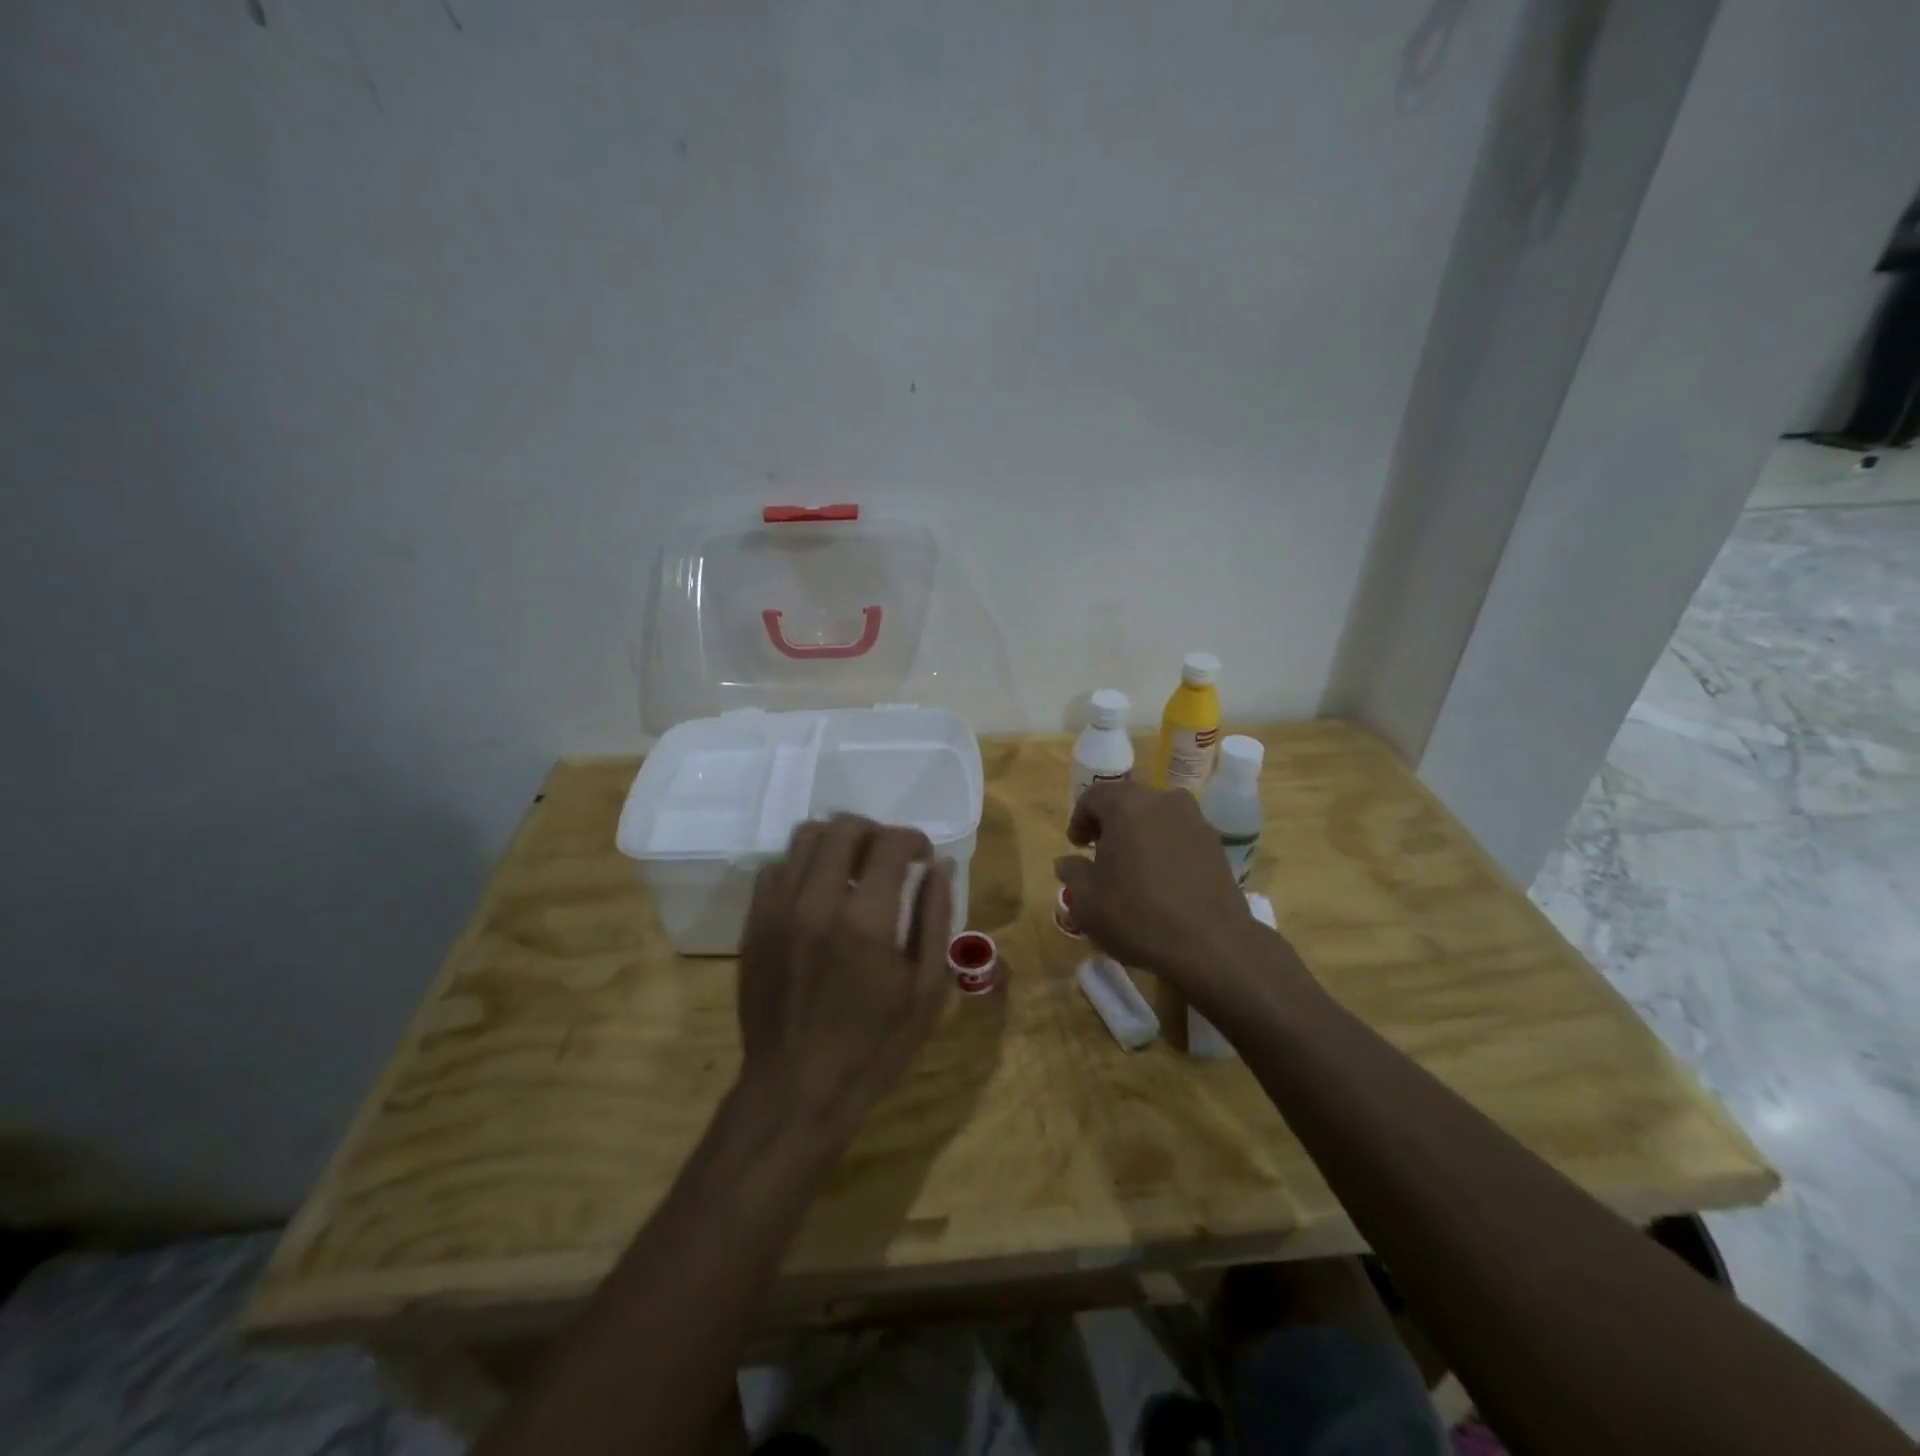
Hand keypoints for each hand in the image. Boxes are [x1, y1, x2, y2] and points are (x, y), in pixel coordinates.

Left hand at [736, 814, 953, 1147]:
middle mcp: (816, 902)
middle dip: (876, 832)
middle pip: (843, 827)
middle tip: (890, 859)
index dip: (914, 840)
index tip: (923, 857)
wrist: (796, 1091)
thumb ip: (935, 918)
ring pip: (804, 837)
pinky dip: (802, 866)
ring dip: (837, 842)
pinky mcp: (753, 924)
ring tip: (853, 870)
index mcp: (866, 920)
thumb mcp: (927, 990)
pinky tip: (818, 894)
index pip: (889, 843)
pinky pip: (775, 867)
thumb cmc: (874, 1047)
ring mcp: (777, 910)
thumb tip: (940, 867)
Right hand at [1054, 781, 1265, 1003]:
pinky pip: (1179, 835)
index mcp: (1127, 804)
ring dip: (1139, 834)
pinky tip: (1161, 880)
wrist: (1210, 944)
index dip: (1079, 819)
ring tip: (1132, 868)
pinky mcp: (1216, 844)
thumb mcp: (1086, 899)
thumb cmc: (1136, 914)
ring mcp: (1195, 820)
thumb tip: (1068, 862)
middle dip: (1110, 824)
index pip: (1094, 796)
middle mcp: (1163, 801)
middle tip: (1100, 854)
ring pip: (1156, 817)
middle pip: (1127, 801)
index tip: (1076, 846)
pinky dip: (1165, 848)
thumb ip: (1072, 872)